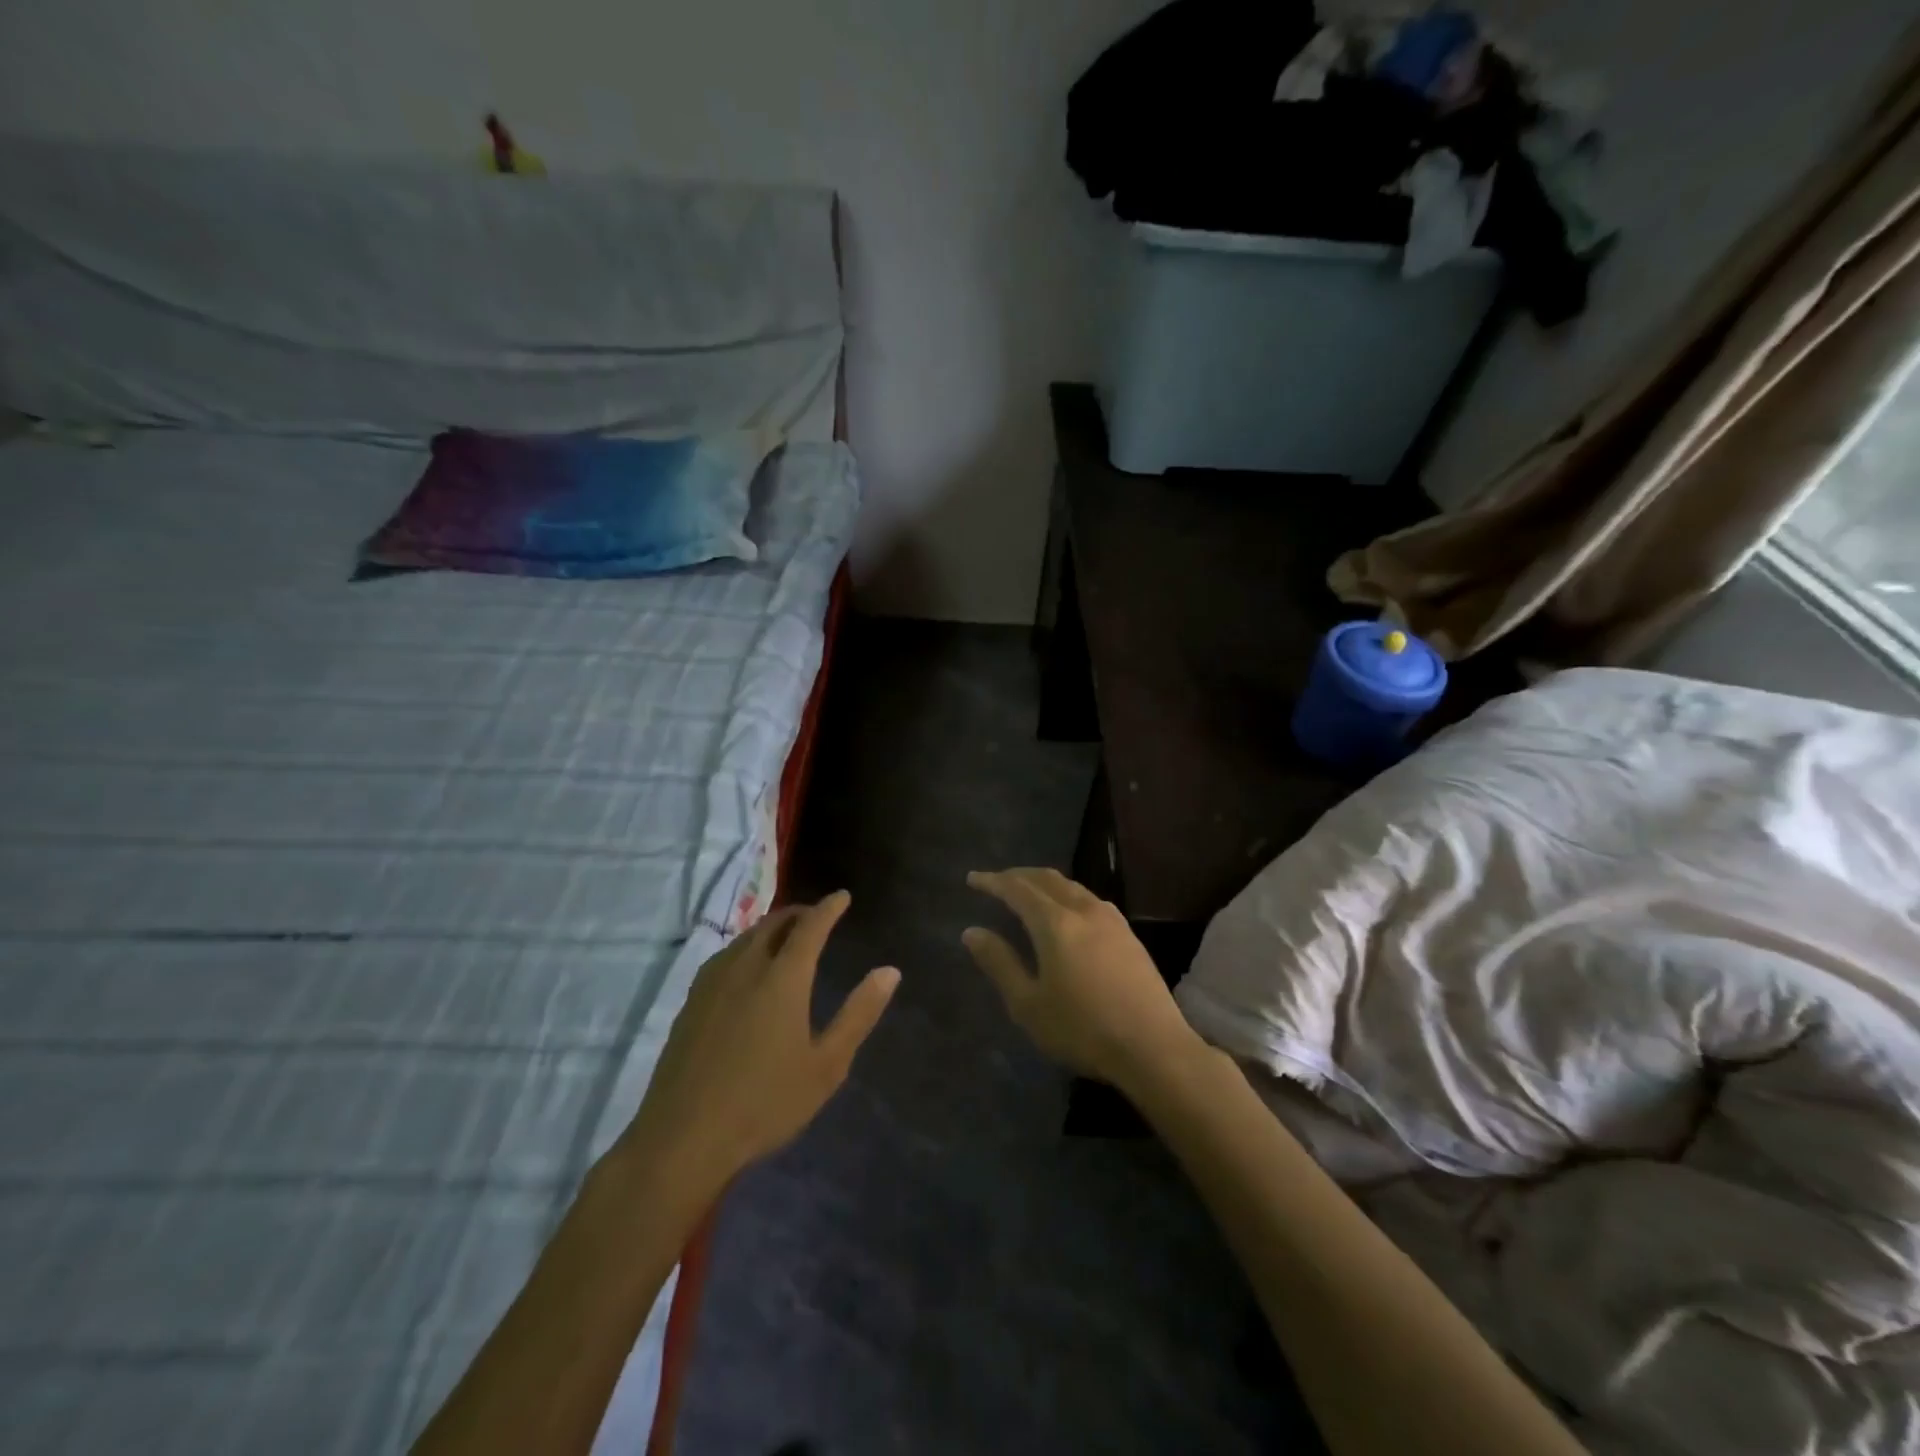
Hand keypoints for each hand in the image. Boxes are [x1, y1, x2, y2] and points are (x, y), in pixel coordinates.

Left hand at [619, 892, 898, 1191]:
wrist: (684, 1138)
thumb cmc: (765, 1103)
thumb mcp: (827, 1064)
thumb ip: (859, 1013)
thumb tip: (889, 971)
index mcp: (783, 978)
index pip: (810, 926)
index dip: (828, 908)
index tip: (842, 896)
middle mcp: (746, 967)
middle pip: (774, 923)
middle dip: (800, 912)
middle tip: (818, 915)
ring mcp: (713, 982)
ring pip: (746, 937)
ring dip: (771, 927)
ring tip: (787, 935)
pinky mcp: (691, 1001)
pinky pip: (726, 955)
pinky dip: (747, 945)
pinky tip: (746, 966)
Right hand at [962, 868, 1202, 1091]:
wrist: (1153, 1047)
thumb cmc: (1082, 1029)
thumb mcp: (1029, 1004)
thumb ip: (999, 963)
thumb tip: (972, 932)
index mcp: (1055, 923)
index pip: (1017, 889)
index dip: (993, 881)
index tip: (972, 879)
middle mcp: (1084, 910)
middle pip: (1046, 879)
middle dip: (1018, 875)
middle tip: (996, 881)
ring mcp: (1111, 920)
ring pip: (1071, 886)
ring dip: (1045, 883)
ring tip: (1028, 893)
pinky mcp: (1129, 934)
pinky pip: (1090, 899)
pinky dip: (1067, 895)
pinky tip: (1067, 912)